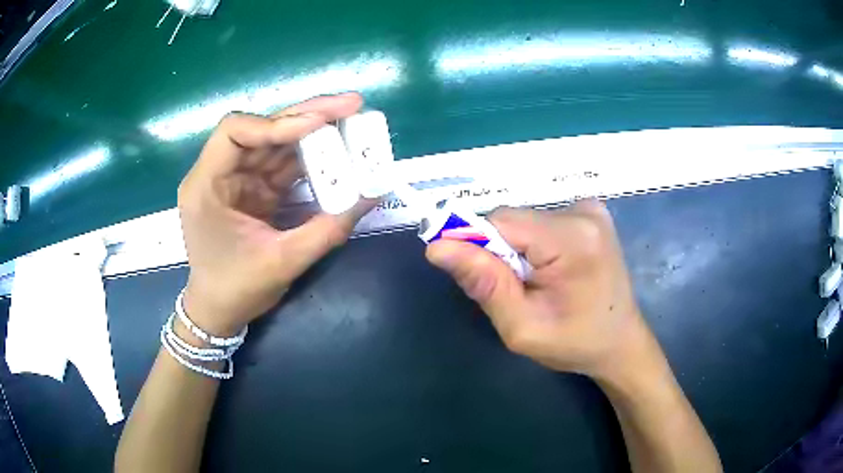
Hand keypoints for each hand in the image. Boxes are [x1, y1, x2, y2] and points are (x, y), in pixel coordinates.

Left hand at [177, 93, 373, 335]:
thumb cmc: (236, 289)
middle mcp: (219, 173)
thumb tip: (372, 194)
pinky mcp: (254, 189)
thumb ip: (328, 229)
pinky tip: (337, 150)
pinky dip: (311, 157)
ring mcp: (238, 180)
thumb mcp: (282, 262)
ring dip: (313, 132)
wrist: (219, 311)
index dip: (276, 123)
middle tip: (352, 104)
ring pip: (277, 142)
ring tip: (353, 121)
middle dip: (307, 116)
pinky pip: (283, 164)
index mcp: (206, 186)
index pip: (235, 132)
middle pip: (262, 129)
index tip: (318, 124)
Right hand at [426, 200, 659, 381]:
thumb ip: (484, 284)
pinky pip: (541, 222)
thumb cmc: (575, 343)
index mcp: (573, 239)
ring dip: (516, 250)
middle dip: (498, 252)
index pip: (501, 222)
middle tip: (512, 291)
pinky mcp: (590, 213)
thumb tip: (437, 247)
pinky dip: (533, 245)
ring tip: (533, 284)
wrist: (620, 342)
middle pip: (513, 220)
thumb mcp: (523, 327)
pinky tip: (549, 271)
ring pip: (524, 221)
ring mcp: (590, 209)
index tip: (473, 277)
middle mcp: (583, 212)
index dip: (476, 244)